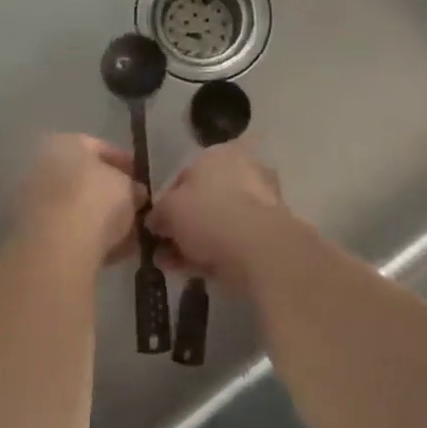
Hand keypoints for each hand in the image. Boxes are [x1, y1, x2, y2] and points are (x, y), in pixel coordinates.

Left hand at [11, 134, 138, 268]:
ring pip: (76, 206)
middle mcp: (43, 165)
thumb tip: (136, 193)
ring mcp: (34, 200)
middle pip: (84, 178)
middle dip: (110, 193)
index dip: (125, 163)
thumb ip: (132, 187)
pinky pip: (68, 230)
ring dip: (100, 218)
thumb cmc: (96, 201)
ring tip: (128, 234)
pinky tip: (111, 251)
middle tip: (134, 207)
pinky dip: (88, 237)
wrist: (57, 246)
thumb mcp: (128, 187)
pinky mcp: (32, 233)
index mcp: (65, 143)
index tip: (141, 180)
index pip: (100, 147)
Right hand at [147, 143, 302, 292]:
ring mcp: (260, 202)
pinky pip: (233, 240)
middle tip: (163, 250)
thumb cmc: (208, 214)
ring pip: (217, 223)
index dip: (166, 201)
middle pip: (203, 200)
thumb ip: (158, 214)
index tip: (156, 225)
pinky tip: (194, 273)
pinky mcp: (270, 232)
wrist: (258, 249)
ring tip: (172, 266)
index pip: (184, 175)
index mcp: (219, 154)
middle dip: (180, 227)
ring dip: (193, 244)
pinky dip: (213, 254)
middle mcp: (243, 170)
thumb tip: (156, 222)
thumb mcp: (169, 209)